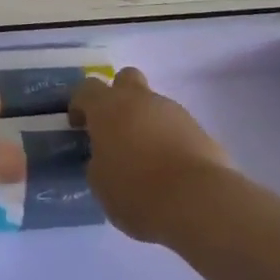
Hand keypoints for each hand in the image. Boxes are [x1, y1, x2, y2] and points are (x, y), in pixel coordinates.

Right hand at [70, 67, 231, 243]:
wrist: (199, 201)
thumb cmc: (137, 190)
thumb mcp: (100, 182)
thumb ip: (98, 161)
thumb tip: (106, 156)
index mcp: (107, 107)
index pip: (86, 89)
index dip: (79, 104)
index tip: (79, 126)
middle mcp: (139, 100)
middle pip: (126, 78)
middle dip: (119, 95)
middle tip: (116, 126)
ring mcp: (173, 111)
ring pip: (154, 104)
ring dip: (147, 121)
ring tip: (147, 158)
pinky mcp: (200, 129)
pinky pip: (176, 127)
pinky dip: (170, 140)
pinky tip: (171, 168)